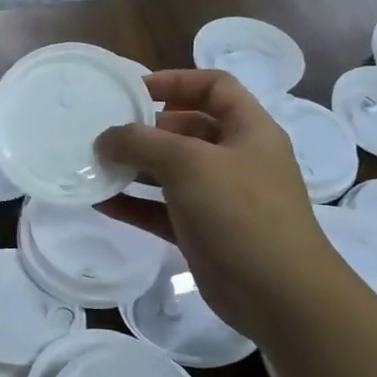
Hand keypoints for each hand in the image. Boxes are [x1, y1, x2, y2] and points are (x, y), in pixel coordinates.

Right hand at [96, 71, 350, 340]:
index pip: (214, 87)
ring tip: (96, 164)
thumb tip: (106, 138)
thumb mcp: (189, 164)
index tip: (134, 91)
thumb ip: (142, 143)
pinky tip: (101, 202)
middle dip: (146, 127)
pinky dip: (134, 204)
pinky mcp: (202, 231)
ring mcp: (220, 197)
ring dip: (135, 166)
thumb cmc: (240, 213)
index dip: (176, 81)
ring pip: (171, 171)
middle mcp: (236, 158)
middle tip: (106, 132)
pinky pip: (161, 209)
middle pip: (187, 127)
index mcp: (248, 130)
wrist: (279, 295)